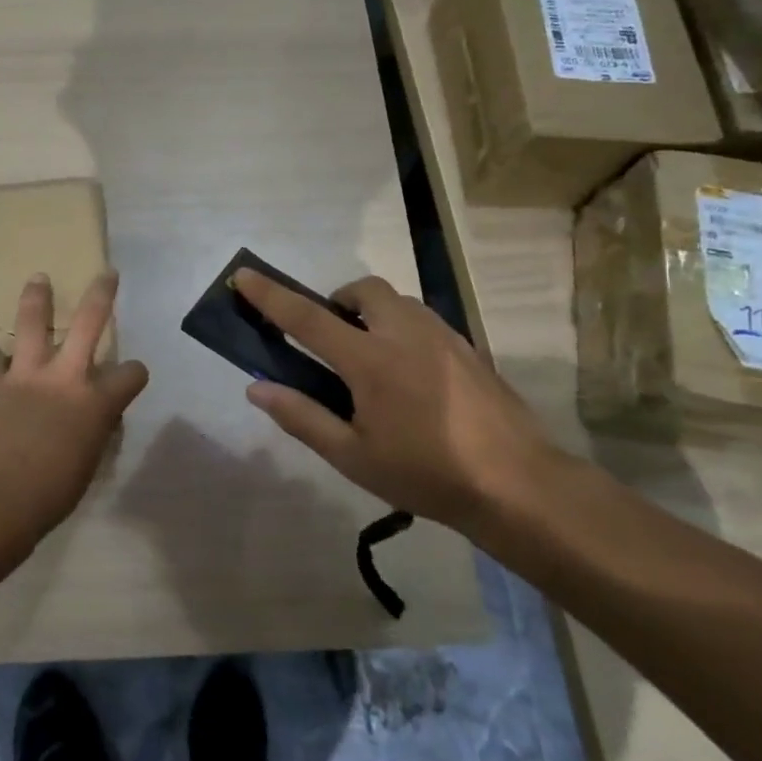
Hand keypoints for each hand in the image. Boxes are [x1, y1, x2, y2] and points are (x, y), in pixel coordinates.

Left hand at [0, 271, 149, 535]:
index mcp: (95, 403)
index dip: (135, 373)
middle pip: (88, 325)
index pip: (130, 376)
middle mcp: (64, 378)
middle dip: (100, 296)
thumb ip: (90, 435)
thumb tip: (89, 426)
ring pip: (32, 325)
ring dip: (36, 298)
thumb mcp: (86, 465)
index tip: (132, 375)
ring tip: (38, 278)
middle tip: (106, 275)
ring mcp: (23, 376)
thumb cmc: (50, 494)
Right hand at [233, 270, 569, 532]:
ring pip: (398, 301)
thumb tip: (256, 388)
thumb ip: (302, 418)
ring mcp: (442, 336)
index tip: (244, 276)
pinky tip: (411, 374)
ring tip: (371, 358)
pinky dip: (402, 328)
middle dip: (338, 300)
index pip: (307, 318)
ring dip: (372, 313)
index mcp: (370, 361)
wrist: (517, 484)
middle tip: (333, 338)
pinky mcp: (468, 347)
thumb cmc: (425, 474)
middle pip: (363, 290)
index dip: (271, 296)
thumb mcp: (352, 457)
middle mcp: (405, 334)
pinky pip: (423, 320)